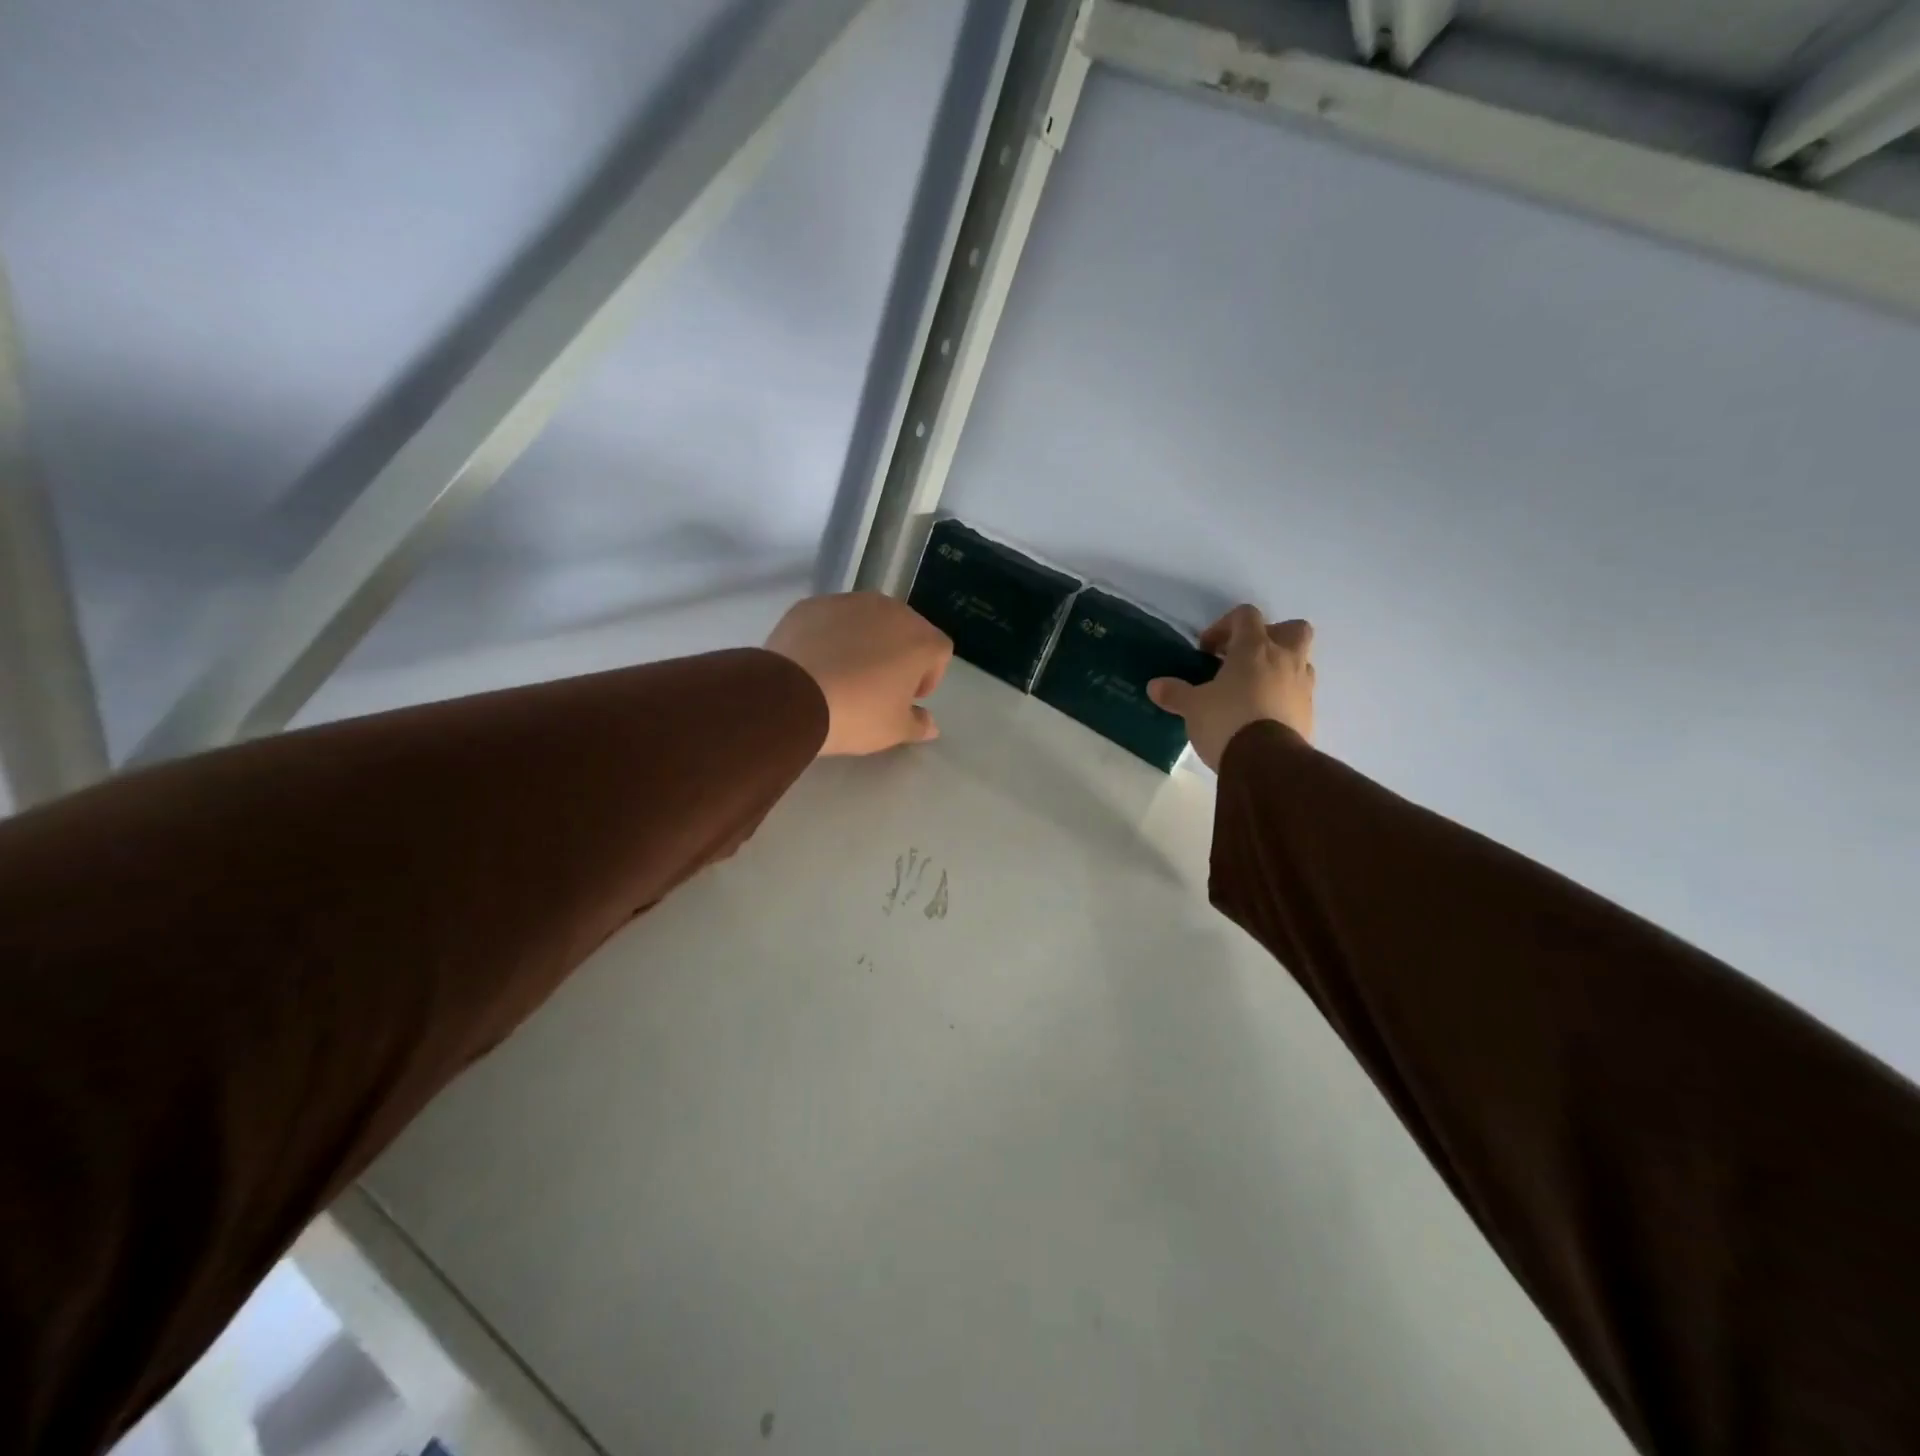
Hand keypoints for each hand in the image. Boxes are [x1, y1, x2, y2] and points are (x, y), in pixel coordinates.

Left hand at [765, 593, 953, 756]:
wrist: (792, 696)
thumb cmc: (857, 713)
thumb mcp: (894, 730)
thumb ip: (918, 724)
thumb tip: (930, 724)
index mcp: (919, 638)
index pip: (939, 652)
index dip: (929, 677)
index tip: (909, 698)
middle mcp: (890, 610)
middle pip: (905, 630)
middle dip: (898, 655)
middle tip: (879, 687)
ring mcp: (849, 602)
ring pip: (868, 621)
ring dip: (865, 642)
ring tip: (845, 674)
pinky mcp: (813, 604)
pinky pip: (832, 620)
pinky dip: (831, 636)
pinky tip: (817, 663)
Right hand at [1147, 606, 1314, 769]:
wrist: (1267, 762)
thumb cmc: (1227, 721)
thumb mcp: (1193, 707)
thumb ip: (1175, 693)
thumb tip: (1155, 686)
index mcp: (1254, 648)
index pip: (1246, 615)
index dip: (1225, 625)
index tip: (1208, 650)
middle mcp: (1285, 659)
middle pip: (1293, 628)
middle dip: (1271, 636)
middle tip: (1246, 656)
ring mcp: (1302, 686)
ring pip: (1300, 661)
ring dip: (1280, 666)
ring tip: (1254, 687)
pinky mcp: (1309, 712)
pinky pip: (1299, 693)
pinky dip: (1284, 695)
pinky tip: (1262, 713)